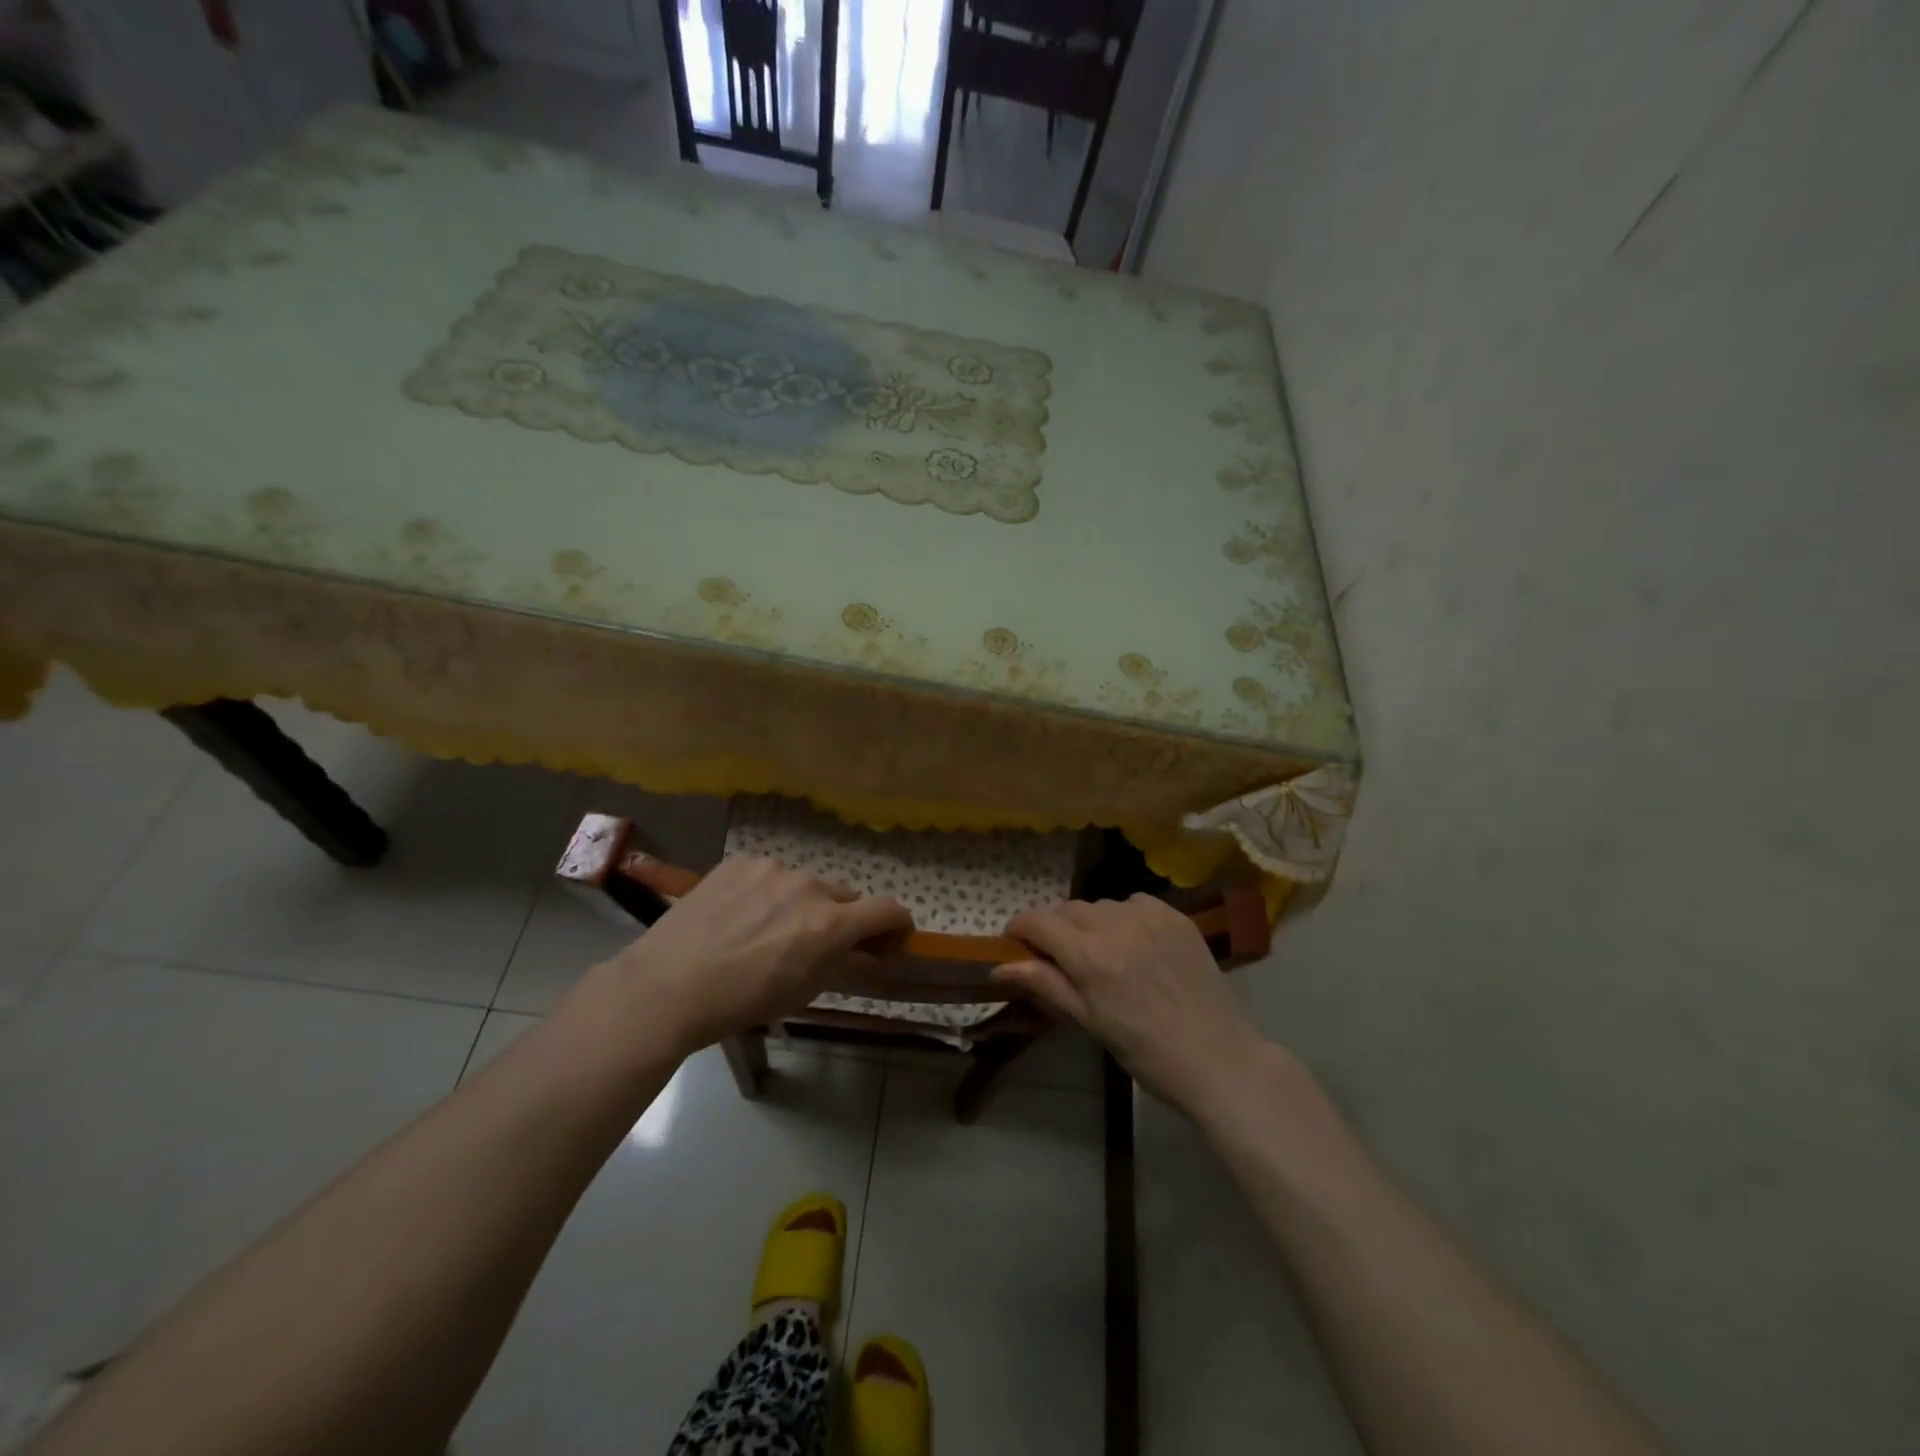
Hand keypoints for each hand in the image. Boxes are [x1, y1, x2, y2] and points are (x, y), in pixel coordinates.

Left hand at [596, 855, 911, 1055]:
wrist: (666, 986)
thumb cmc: (741, 1002)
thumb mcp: (802, 992)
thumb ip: (844, 964)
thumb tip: (871, 951)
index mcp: (829, 923)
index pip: (887, 909)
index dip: (897, 922)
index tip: (893, 935)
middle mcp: (809, 886)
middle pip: (844, 896)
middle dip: (840, 917)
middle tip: (813, 942)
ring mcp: (772, 868)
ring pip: (804, 883)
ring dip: (800, 902)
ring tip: (764, 929)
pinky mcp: (741, 861)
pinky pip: (768, 874)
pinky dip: (765, 891)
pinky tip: (738, 915)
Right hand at [995, 895, 1268, 1118]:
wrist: (1219, 1058)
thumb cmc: (1146, 1052)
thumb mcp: (1089, 1022)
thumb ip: (1045, 984)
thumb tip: (999, 967)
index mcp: (1090, 956)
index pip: (1038, 922)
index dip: (1019, 929)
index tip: (1015, 943)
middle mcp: (1116, 924)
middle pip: (1067, 910)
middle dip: (1054, 928)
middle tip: (1058, 957)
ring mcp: (1149, 916)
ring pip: (1100, 905)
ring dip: (1089, 922)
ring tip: (1101, 952)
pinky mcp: (1175, 916)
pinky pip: (1134, 903)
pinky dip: (1124, 917)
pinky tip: (1134, 943)